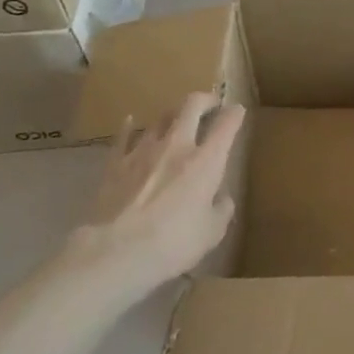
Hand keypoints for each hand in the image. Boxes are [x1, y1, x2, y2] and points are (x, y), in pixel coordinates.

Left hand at [80, 92, 244, 289]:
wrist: (116, 253)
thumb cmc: (173, 244)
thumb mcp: (212, 233)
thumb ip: (221, 210)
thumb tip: (221, 198)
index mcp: (206, 161)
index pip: (226, 125)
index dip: (235, 114)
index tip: (237, 111)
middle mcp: (176, 146)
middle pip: (191, 106)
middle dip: (204, 100)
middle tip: (210, 104)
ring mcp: (143, 151)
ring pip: (160, 118)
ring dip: (172, 115)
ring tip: (176, 120)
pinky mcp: (116, 164)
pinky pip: (124, 137)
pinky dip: (130, 127)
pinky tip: (130, 121)